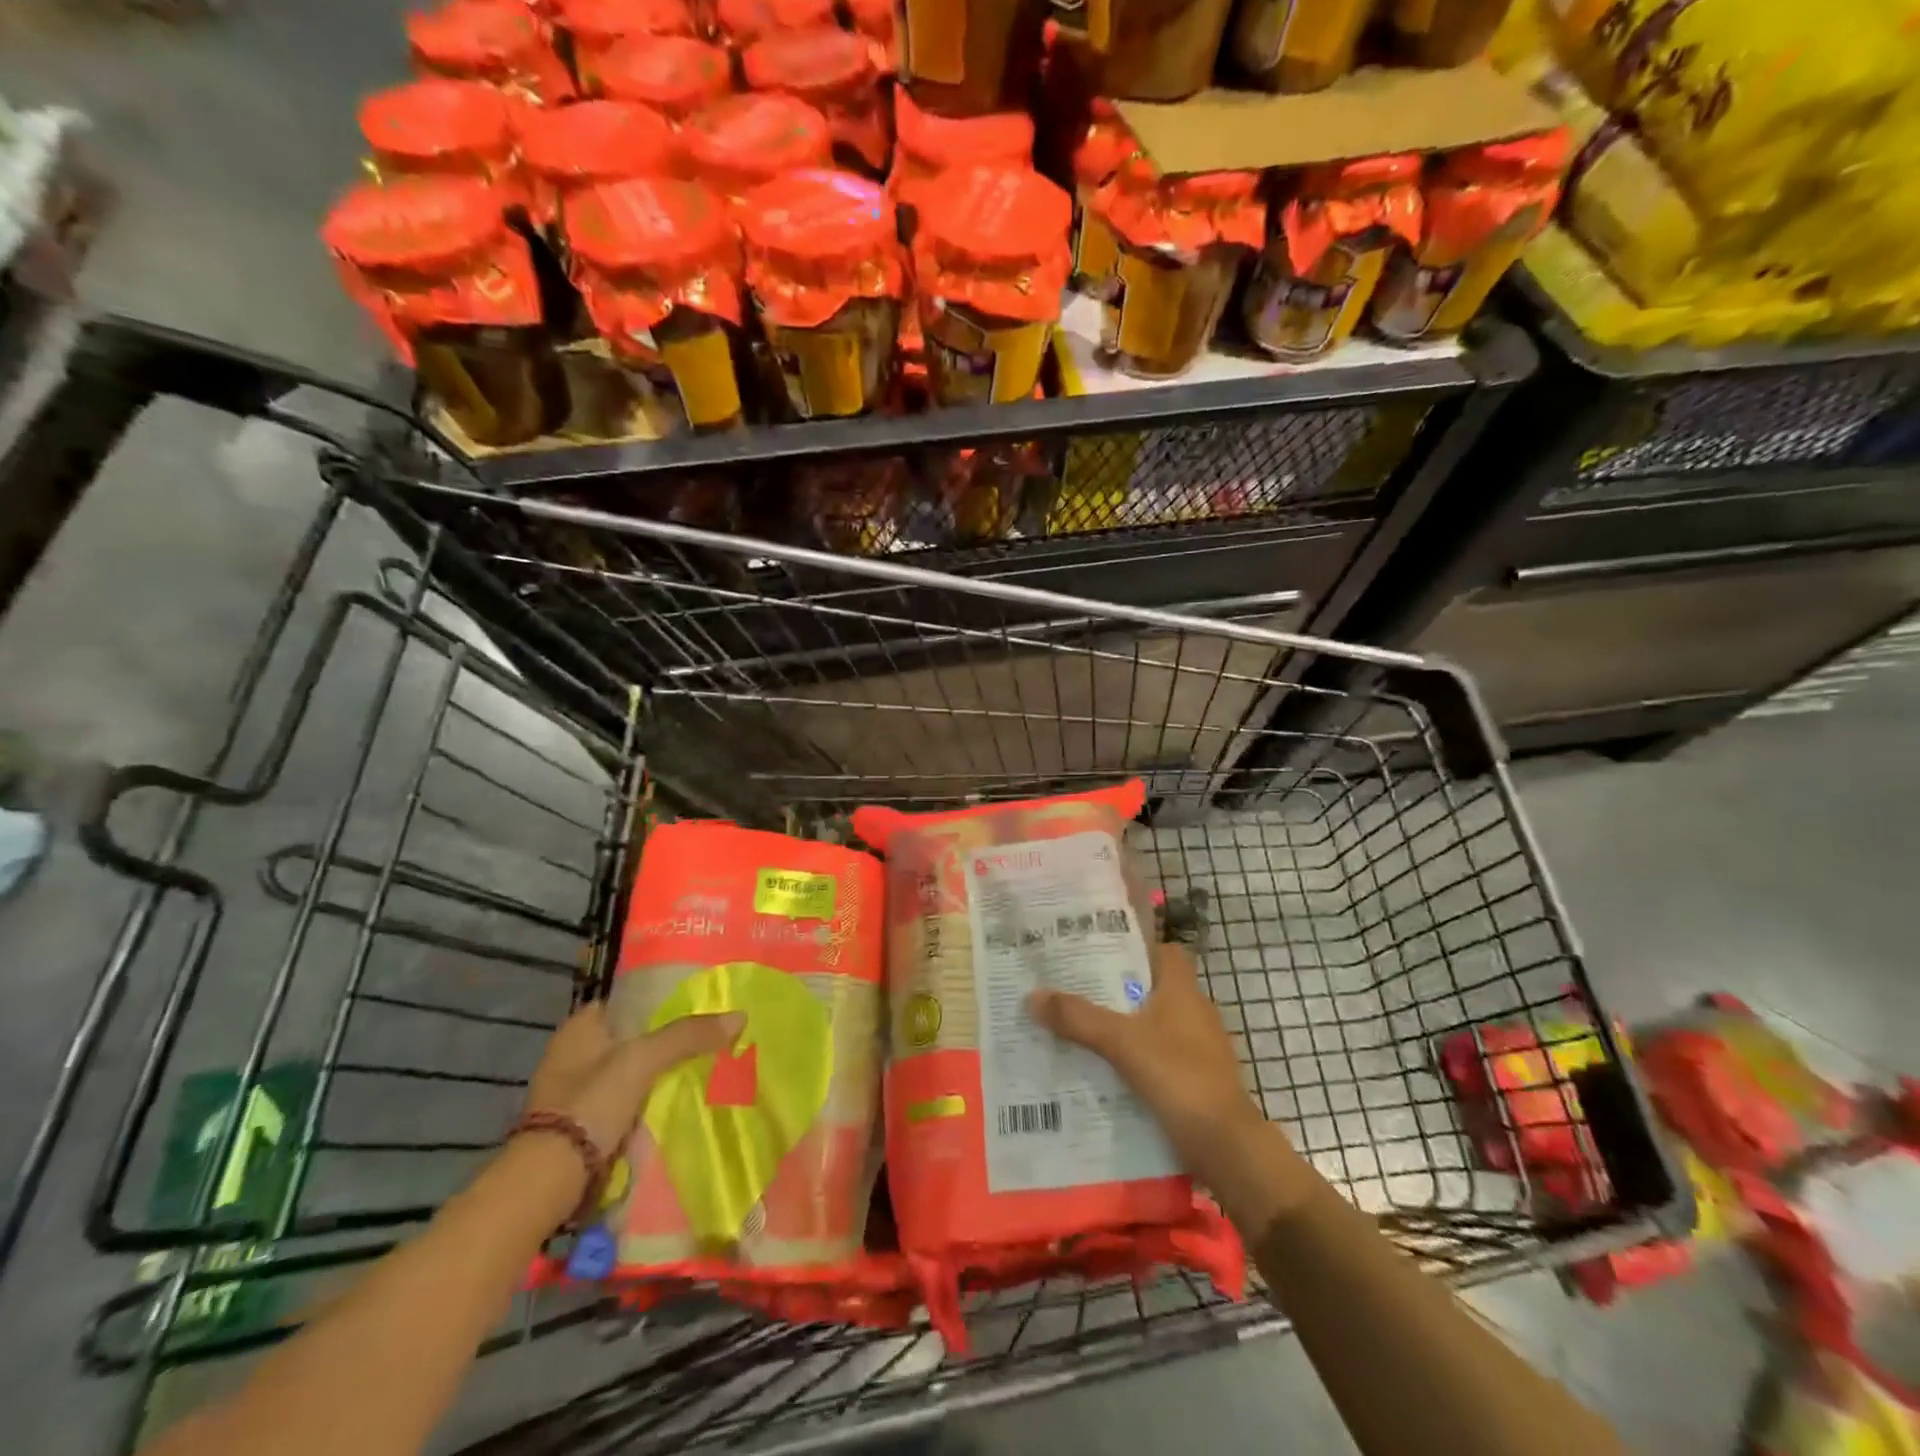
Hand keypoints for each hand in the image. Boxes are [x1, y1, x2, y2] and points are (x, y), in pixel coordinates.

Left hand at [524, 1002, 744, 1156]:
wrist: (549, 1179)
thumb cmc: (591, 1103)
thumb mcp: (643, 1060)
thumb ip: (688, 1035)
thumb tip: (740, 1016)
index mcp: (580, 1027)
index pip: (629, 1000)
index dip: (661, 1000)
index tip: (696, 1005)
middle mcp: (573, 1053)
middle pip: (632, 1037)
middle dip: (665, 1040)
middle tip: (707, 1038)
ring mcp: (574, 1091)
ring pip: (630, 1071)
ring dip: (657, 1073)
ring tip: (701, 1068)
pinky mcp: (580, 1124)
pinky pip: (624, 1102)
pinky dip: (646, 1101)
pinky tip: (674, 1103)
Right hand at [1029, 941, 1269, 1184]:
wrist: (1226, 1147)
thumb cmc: (1179, 1077)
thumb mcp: (1121, 1042)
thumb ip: (1078, 1018)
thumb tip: (1032, 995)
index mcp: (1183, 990)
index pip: (1163, 951)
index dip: (1133, 948)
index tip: (1096, 953)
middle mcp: (1193, 1012)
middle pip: (1150, 988)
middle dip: (1113, 990)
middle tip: (1071, 990)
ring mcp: (1197, 1048)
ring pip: (1150, 1025)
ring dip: (1120, 1027)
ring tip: (1076, 1029)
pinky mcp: (1193, 1080)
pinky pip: (1155, 1058)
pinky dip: (1132, 1060)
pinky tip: (1100, 1070)